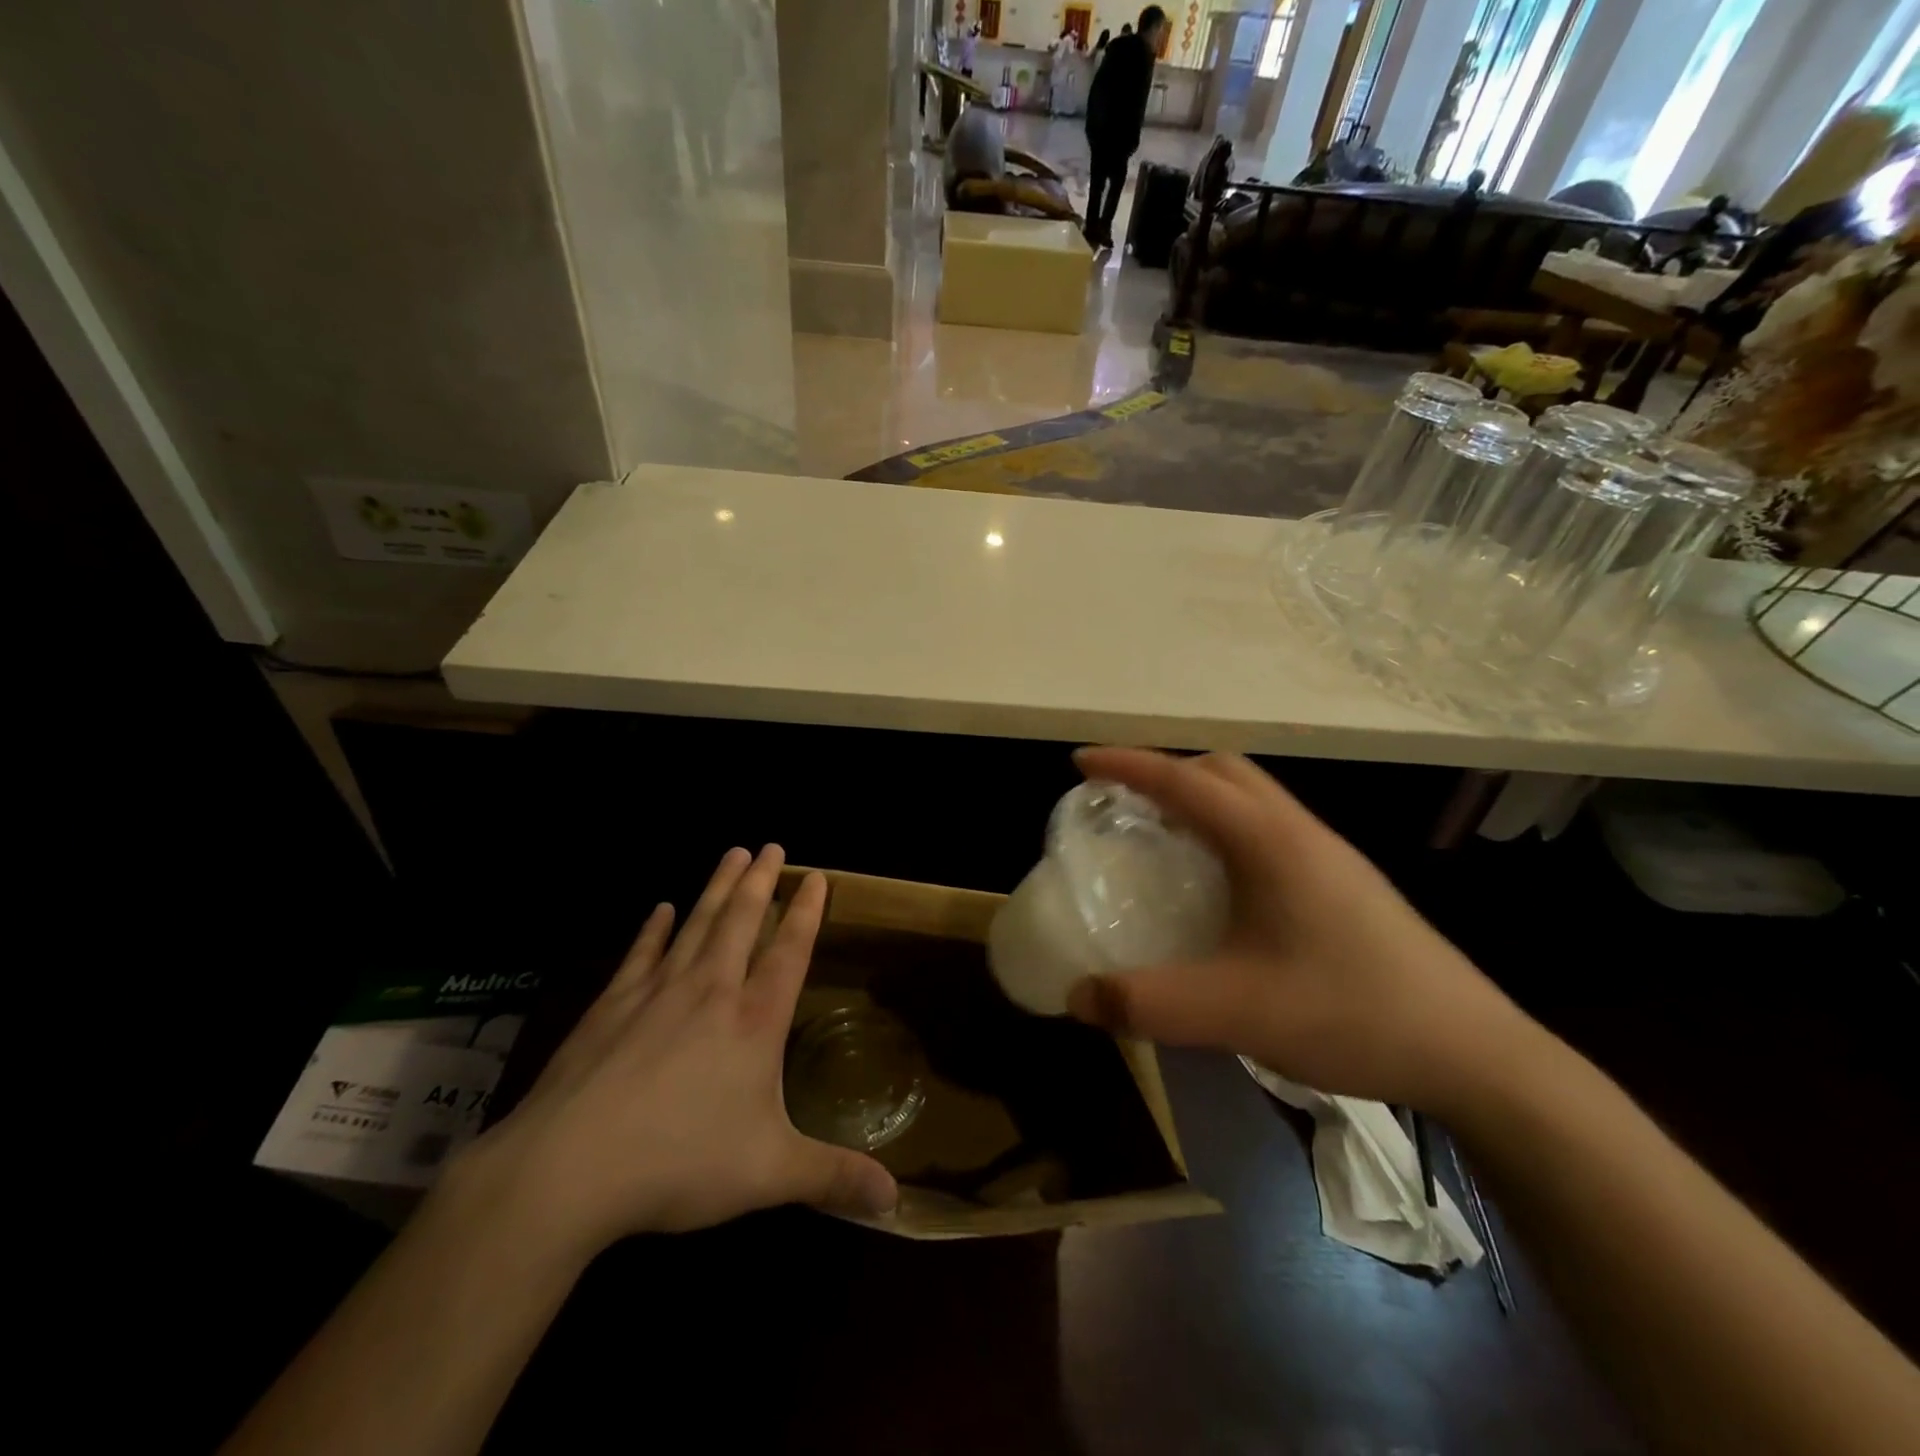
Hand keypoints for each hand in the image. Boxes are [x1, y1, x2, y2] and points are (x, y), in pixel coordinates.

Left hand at [462, 846, 897, 1254]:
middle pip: (742, 920)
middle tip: (771, 844)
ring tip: (732, 853)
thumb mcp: (769, 1175)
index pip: (790, 952)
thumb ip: (833, 1179)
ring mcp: (657, 992)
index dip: (806, 912)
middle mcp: (711, 991)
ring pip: (698, 924)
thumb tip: (896, 1201)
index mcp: (754, 1021)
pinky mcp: (612, 1006)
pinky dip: (655, 928)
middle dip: (761, 880)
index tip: (816, 876)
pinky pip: (641, 953)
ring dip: (717, 887)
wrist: (568, 1169)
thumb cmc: (679, 1162)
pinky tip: (661, 908)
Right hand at [1064, 748, 1526, 1113]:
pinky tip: (1220, 886)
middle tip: (1122, 803)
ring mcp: (1328, 855)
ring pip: (1252, 797)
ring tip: (1162, 836)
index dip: (1127, 764)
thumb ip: (1148, 1004)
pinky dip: (1227, 829)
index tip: (1080, 765)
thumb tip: (1077, 996)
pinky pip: (1270, 828)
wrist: (1475, 1054)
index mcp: (1269, 842)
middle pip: (1223, 770)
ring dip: (1200, 798)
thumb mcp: (1236, 1012)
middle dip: (1165, 770)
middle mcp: (1299, 832)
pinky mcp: (1344, 883)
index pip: (1184, 780)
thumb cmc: (1351, 1013)